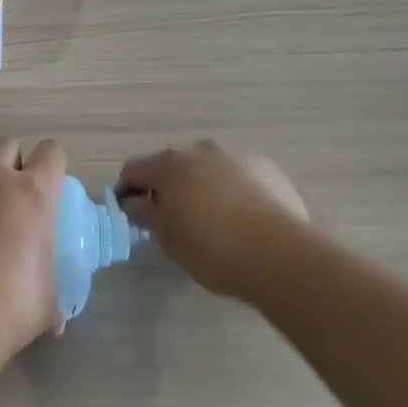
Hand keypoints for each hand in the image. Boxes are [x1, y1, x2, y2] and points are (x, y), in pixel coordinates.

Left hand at [0, 138, 67, 355]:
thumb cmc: (9, 310)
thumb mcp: (47, 302)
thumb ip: (52, 294)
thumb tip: (57, 320)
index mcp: (33, 194)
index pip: (51, 152)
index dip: (50, 166)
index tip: (46, 186)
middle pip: (5, 145)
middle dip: (9, 165)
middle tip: (6, 199)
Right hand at [117, 142, 308, 298]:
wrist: (278, 254)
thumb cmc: (210, 247)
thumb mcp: (167, 238)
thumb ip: (146, 214)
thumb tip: (136, 202)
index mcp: (169, 165)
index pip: (134, 170)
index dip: (129, 191)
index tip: (135, 216)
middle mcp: (201, 151)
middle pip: (173, 166)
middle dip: (169, 188)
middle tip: (174, 221)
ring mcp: (236, 157)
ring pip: (208, 169)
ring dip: (203, 187)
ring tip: (213, 221)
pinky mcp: (268, 170)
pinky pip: (239, 177)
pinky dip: (234, 191)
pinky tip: (244, 220)